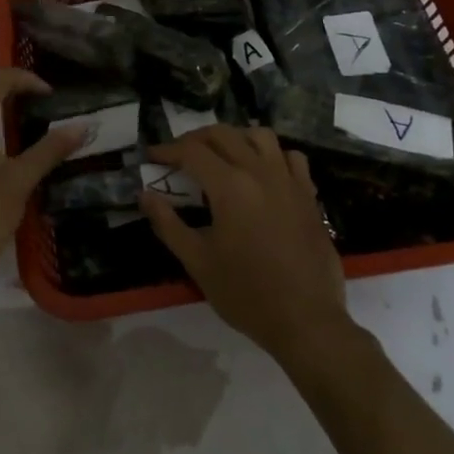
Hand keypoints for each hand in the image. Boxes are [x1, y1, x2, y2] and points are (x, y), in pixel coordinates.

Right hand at [140, 126, 347, 364]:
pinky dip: (272, 154)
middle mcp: (259, 172)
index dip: (167, 150)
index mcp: (230, 186)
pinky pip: (290, 157)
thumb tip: (145, 195)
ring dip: (235, 138)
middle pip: (223, 134)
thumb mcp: (197, 262)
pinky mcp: (308, 194)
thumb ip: (168, 224)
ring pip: (260, 135)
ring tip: (221, 156)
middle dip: (196, 138)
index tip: (152, 156)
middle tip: (179, 155)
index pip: (192, 151)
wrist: (305, 320)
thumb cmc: (246, 293)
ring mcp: (288, 180)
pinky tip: (262, 172)